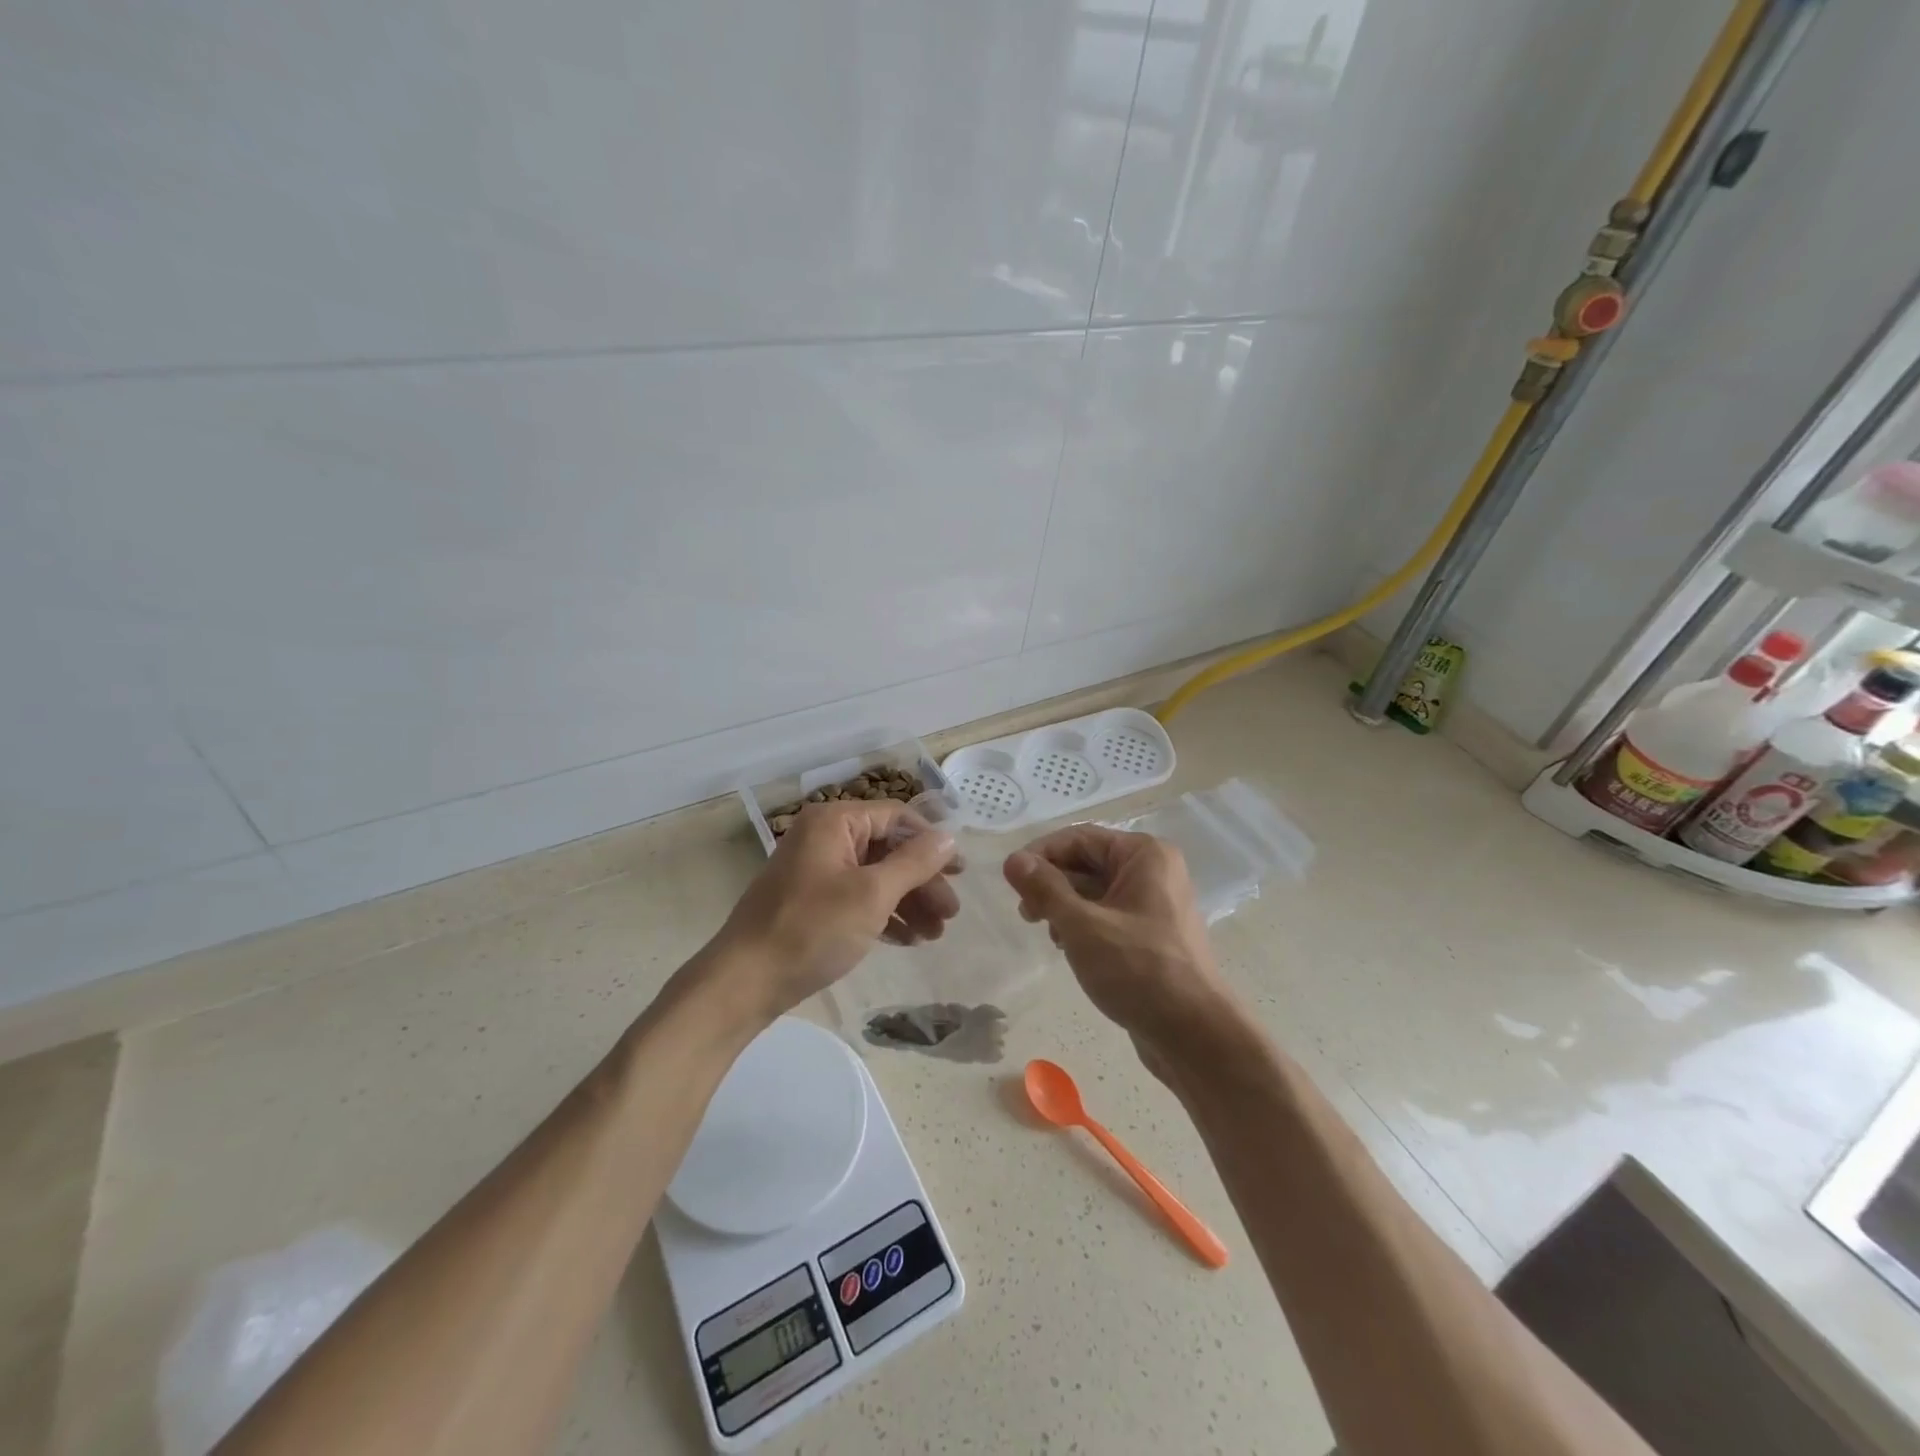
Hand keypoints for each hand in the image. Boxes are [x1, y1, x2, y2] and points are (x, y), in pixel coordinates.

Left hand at [709, 800, 958, 1023]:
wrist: (745, 982)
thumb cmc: (812, 929)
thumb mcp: (872, 894)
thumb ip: (914, 862)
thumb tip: (949, 836)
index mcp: (834, 822)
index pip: (897, 818)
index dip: (932, 843)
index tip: (960, 872)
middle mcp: (825, 838)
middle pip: (888, 849)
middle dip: (923, 882)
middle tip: (951, 915)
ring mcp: (816, 871)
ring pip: (875, 877)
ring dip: (908, 902)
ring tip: (935, 935)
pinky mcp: (812, 902)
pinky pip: (858, 897)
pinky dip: (884, 915)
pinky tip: (908, 940)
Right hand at [1003, 826, 1239, 1070]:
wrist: (1193, 1034)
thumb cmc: (1138, 969)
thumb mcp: (1082, 925)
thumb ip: (1045, 889)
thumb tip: (1012, 859)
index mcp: (1144, 854)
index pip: (1079, 838)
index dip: (1041, 854)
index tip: (1010, 880)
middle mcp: (1153, 871)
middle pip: (1087, 862)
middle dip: (1052, 883)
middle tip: (1025, 913)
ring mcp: (1154, 904)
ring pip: (1094, 891)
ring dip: (1064, 906)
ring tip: (1048, 934)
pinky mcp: (1150, 934)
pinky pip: (1107, 914)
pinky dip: (1082, 925)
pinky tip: (1068, 947)